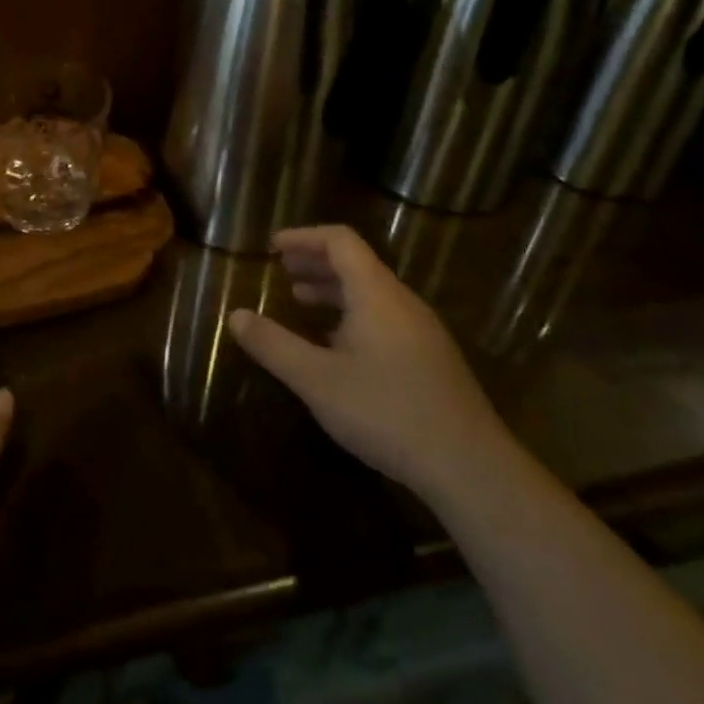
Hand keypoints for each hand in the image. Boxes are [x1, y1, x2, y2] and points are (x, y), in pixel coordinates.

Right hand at [229, 225, 504, 502]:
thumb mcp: (316, 380)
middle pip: (356, 263)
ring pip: (372, 292)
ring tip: (301, 303)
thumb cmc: (386, 412)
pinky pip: (385, 317)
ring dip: (333, 290)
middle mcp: (402, 301)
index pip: (340, 241)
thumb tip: (234, 316)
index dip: (304, 237)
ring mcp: (422, 330)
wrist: (470, 466)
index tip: (273, 246)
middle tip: (282, 272)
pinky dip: (352, 314)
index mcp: (376, 293)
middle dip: (315, 262)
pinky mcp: (431, 357)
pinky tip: (336, 346)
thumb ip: (273, 345)